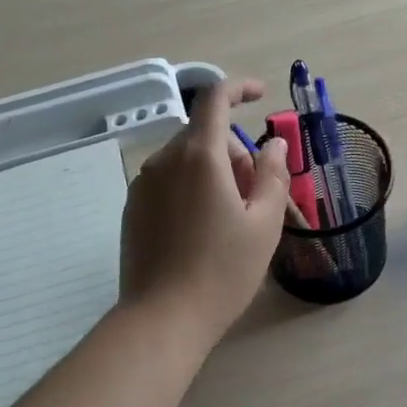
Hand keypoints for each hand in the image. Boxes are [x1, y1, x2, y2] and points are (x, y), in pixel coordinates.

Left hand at [120, 78, 290, 344]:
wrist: (163, 319)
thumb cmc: (223, 271)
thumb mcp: (264, 223)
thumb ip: (273, 174)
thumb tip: (274, 143)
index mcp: (200, 157)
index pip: (214, 98)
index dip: (239, 88)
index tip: (261, 96)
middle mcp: (165, 161)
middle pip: (205, 135)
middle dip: (235, 152)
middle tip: (255, 196)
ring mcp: (143, 185)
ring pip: (186, 159)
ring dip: (214, 171)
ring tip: (231, 219)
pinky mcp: (133, 208)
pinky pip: (169, 181)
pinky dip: (191, 188)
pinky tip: (202, 231)